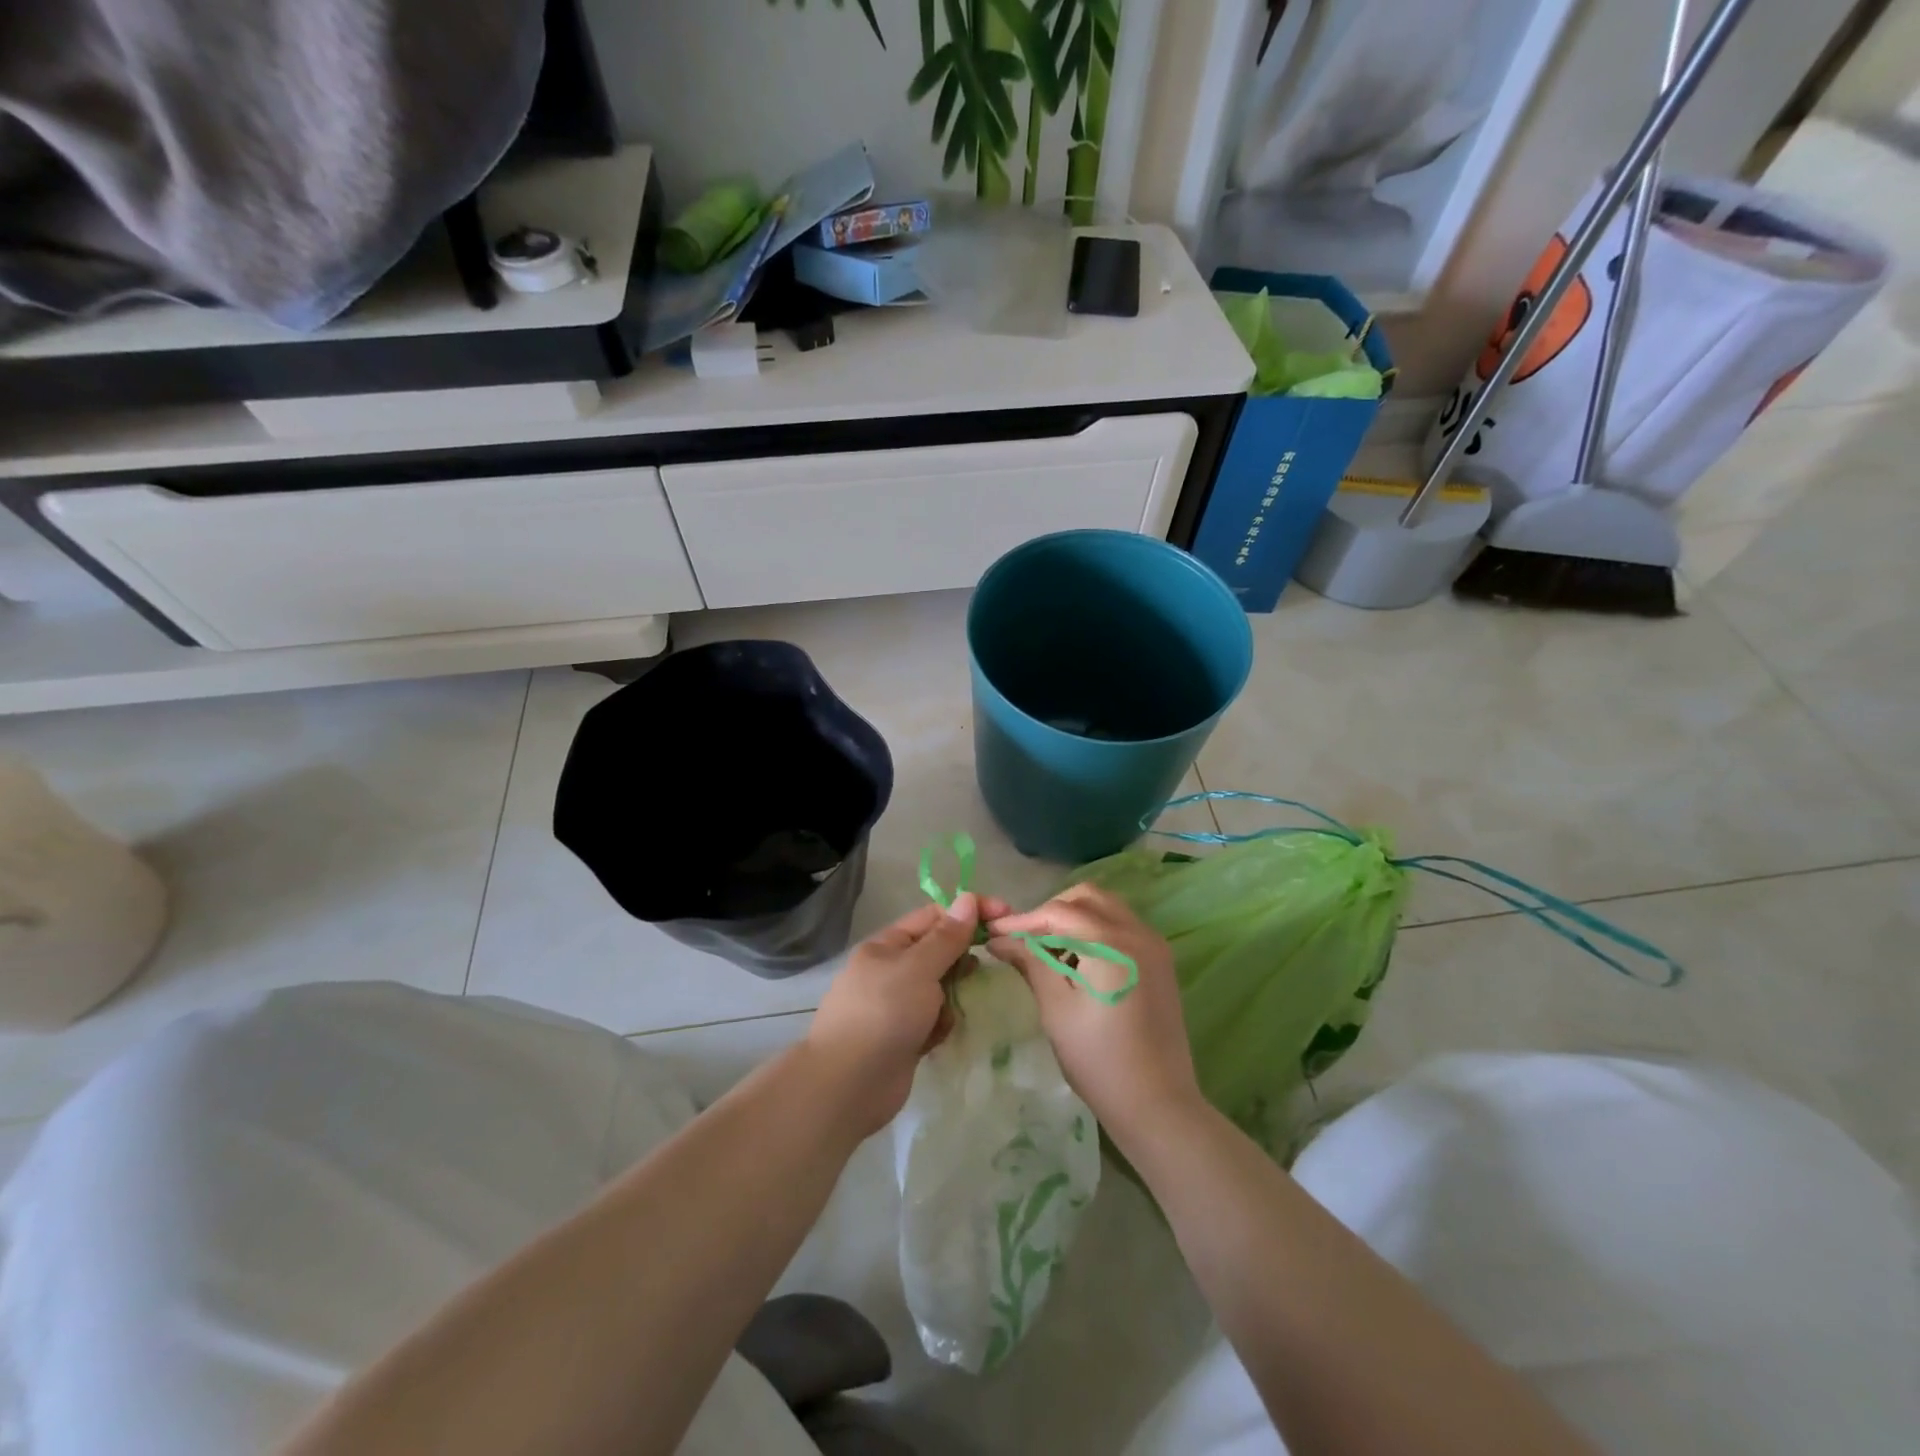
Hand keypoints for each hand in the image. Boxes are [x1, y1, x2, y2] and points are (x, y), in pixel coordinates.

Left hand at [803, 894, 980, 1135]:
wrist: (849, 1085)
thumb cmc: (884, 1013)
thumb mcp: (918, 967)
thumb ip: (947, 937)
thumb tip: (967, 898)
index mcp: (887, 946)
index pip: (934, 916)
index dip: (968, 913)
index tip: (1004, 915)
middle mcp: (890, 971)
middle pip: (938, 952)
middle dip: (961, 959)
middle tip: (982, 969)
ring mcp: (896, 1006)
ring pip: (939, 988)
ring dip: (951, 996)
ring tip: (950, 1010)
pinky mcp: (904, 1037)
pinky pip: (933, 1019)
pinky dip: (940, 1025)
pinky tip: (937, 1037)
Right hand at [987, 884, 1203, 1148]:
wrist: (1158, 1105)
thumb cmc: (1099, 1061)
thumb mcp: (1057, 1009)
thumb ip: (1031, 963)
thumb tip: (999, 939)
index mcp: (1111, 942)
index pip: (1058, 912)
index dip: (1022, 919)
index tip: (993, 933)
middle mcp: (1138, 932)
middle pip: (1086, 897)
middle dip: (1051, 911)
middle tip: (1024, 939)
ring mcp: (1154, 945)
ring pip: (1107, 907)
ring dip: (1074, 918)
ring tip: (1047, 950)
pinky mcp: (1160, 962)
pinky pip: (1122, 927)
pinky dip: (1095, 930)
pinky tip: (1077, 961)